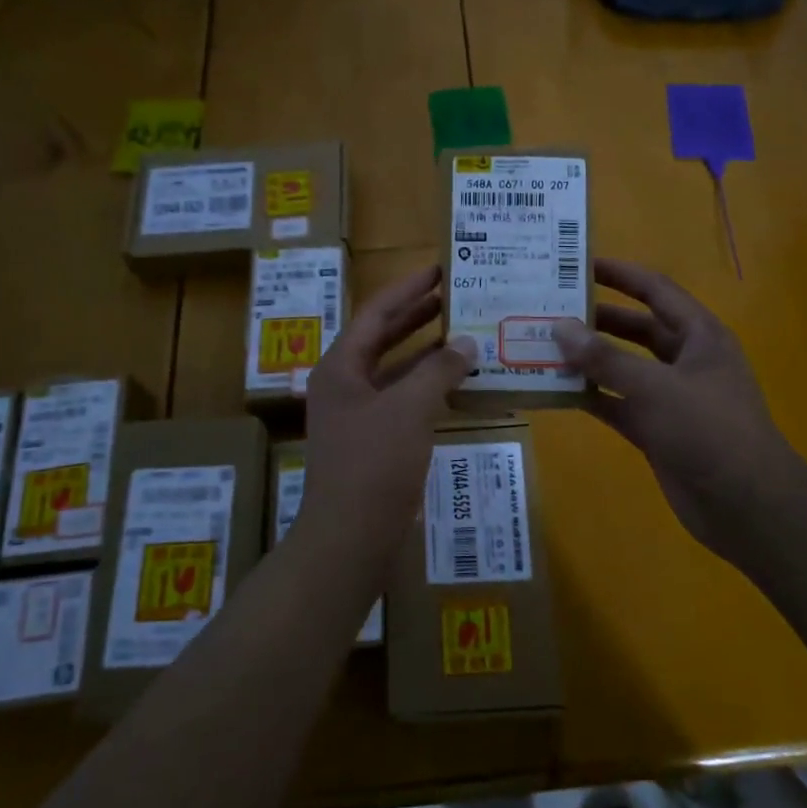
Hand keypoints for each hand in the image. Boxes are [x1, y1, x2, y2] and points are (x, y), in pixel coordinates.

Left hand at [303, 264, 477, 548]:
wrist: (349, 539)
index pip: (375, 313)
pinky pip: (403, 400)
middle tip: (454, 294)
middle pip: (382, 337)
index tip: (439, 268)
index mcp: (340, 367)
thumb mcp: (408, 410)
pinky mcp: (374, 441)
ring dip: (426, 352)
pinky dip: (428, 387)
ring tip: (463, 330)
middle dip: (417, 315)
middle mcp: (344, 384)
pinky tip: (458, 382)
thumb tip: (465, 342)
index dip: (407, 289)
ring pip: (395, 370)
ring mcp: (357, 415)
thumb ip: (438, 370)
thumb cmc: (373, 466)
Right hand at [553, 258, 803, 558]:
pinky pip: (617, 403)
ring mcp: (670, 397)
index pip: (656, 291)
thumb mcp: (655, 388)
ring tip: (544, 346)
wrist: (746, 506)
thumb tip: (560, 327)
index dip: (620, 274)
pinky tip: (556, 390)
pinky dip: (591, 397)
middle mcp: (685, 360)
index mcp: (699, 336)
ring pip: (623, 367)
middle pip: (636, 328)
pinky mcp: (656, 429)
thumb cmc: (708, 431)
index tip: (579, 263)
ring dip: (589, 359)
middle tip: (551, 308)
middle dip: (597, 319)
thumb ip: (605, 358)